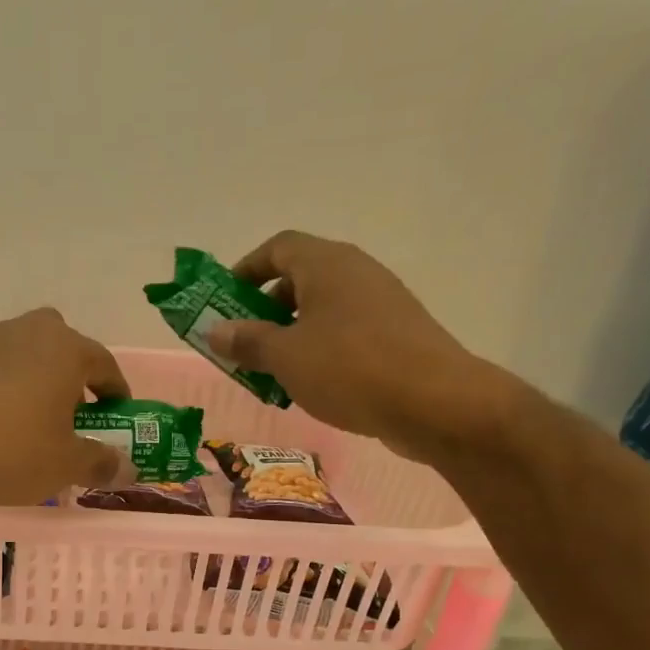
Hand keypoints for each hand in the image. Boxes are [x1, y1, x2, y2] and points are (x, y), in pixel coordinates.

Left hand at [0, 308, 133, 506]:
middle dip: (77, 380)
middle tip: (77, 417)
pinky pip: (0, 370)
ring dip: (43, 384)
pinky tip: (1, 427)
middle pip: (66, 349)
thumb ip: (102, 462)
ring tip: (39, 426)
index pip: (105, 364)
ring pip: (31, 357)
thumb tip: (128, 468)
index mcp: (66, 348)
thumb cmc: (9, 451)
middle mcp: (30, 331)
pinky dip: (11, 391)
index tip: (118, 419)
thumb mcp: (65, 465)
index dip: (117, 394)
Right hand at [207, 231, 514, 462]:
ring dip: (291, 336)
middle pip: (300, 279)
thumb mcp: (286, 356)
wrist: (433, 402)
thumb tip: (215, 331)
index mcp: (327, 264)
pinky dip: (320, 351)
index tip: (223, 301)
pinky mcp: (396, 334)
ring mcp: (381, 303)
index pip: (278, 247)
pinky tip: (311, 387)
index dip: (246, 269)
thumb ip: (248, 341)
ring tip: (271, 373)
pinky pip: (346, 333)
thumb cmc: (349, 368)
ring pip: (323, 311)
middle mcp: (356, 272)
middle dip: (265, 310)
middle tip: (243, 345)